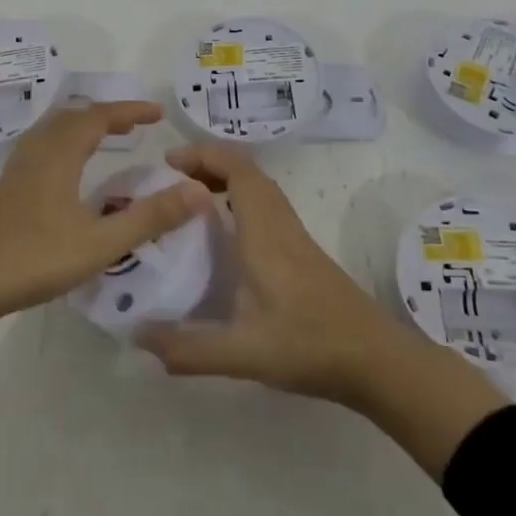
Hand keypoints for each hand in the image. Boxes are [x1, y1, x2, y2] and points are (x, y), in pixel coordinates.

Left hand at [0, 102, 211, 385]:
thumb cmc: (33, 258)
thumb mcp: (100, 243)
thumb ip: (150, 218)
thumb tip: (199, 191)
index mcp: (59, 154)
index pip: (98, 117)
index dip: (129, 110)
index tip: (158, 113)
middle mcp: (37, 153)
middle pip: (73, 117)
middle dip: (107, 115)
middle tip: (136, 125)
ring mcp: (17, 171)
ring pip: (54, 132)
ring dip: (83, 128)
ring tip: (107, 140)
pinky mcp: (7, 190)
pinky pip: (43, 149)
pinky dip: (66, 145)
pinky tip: (71, 173)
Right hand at [133, 143, 418, 409]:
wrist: (378, 361)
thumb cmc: (311, 345)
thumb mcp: (244, 353)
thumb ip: (189, 348)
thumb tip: (138, 336)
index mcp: (264, 233)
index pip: (237, 170)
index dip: (203, 155)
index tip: (167, 162)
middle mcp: (280, 225)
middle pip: (247, 171)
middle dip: (208, 164)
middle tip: (171, 180)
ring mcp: (296, 238)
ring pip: (260, 189)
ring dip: (225, 181)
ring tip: (190, 202)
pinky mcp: (305, 254)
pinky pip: (267, 207)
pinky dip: (241, 202)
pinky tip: (226, 237)